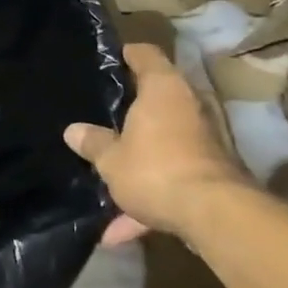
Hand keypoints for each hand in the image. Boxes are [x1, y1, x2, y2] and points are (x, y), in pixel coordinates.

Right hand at [65, 43, 245, 243]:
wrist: (214, 215)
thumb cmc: (154, 169)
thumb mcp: (111, 159)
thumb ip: (92, 142)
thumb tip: (73, 130)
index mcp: (162, 89)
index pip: (146, 55)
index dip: (127, 54)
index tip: (109, 60)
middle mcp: (188, 105)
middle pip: (157, 98)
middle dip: (132, 111)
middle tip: (102, 115)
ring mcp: (203, 139)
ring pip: (163, 143)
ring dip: (138, 163)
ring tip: (107, 183)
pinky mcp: (210, 173)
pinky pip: (172, 177)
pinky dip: (149, 199)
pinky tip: (119, 232)